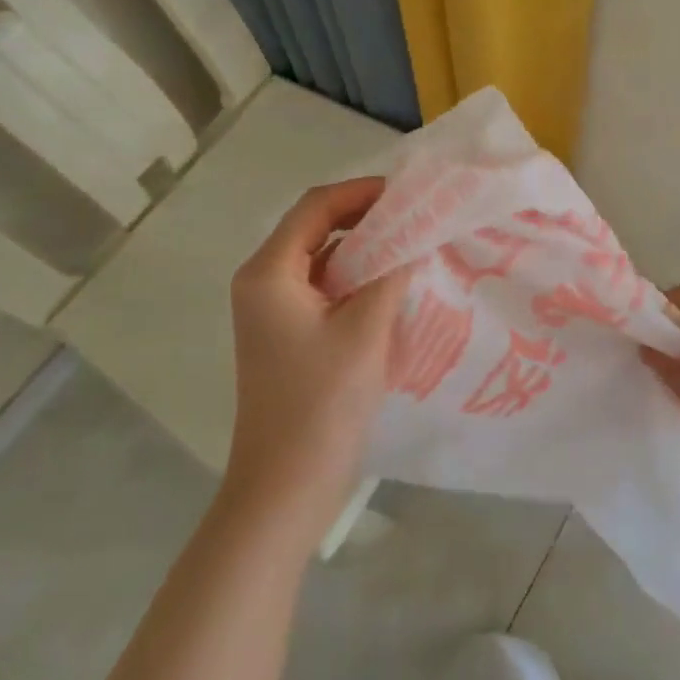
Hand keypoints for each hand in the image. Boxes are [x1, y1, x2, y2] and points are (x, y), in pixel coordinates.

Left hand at [223, 178, 413, 545]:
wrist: (285, 488)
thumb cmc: (322, 402)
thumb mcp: (366, 328)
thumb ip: (392, 272)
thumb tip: (416, 235)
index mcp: (269, 272)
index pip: (316, 206)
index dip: (362, 191)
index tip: (408, 193)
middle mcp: (262, 281)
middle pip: (315, 227)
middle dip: (366, 217)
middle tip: (416, 215)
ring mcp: (271, 310)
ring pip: (322, 257)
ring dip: (364, 247)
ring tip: (412, 243)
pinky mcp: (286, 333)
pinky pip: (323, 286)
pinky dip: (356, 276)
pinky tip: (392, 283)